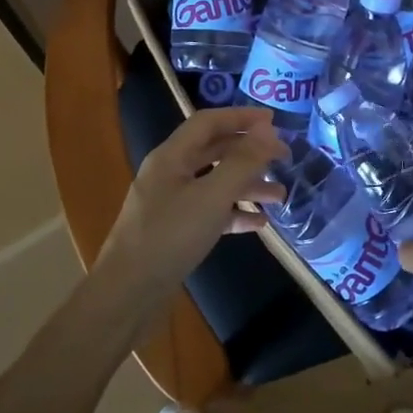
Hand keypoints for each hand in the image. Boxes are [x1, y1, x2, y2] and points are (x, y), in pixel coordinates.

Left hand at [100, 107, 287, 289]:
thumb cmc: (170, 237)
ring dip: (247, 186)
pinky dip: (234, 214)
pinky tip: (259, 224)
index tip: (274, 121)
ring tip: (281, 196)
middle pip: (213, 151)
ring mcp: (171, 204)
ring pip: (215, 184)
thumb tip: (267, 130)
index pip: (208, 122)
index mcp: (171, 157)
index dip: (240, 117)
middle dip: (249, 153)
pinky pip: (210, 213)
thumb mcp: (211, 197)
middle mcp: (169, 174)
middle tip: (284, 158)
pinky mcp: (175, 232)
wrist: (128, 295)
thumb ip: (242, 162)